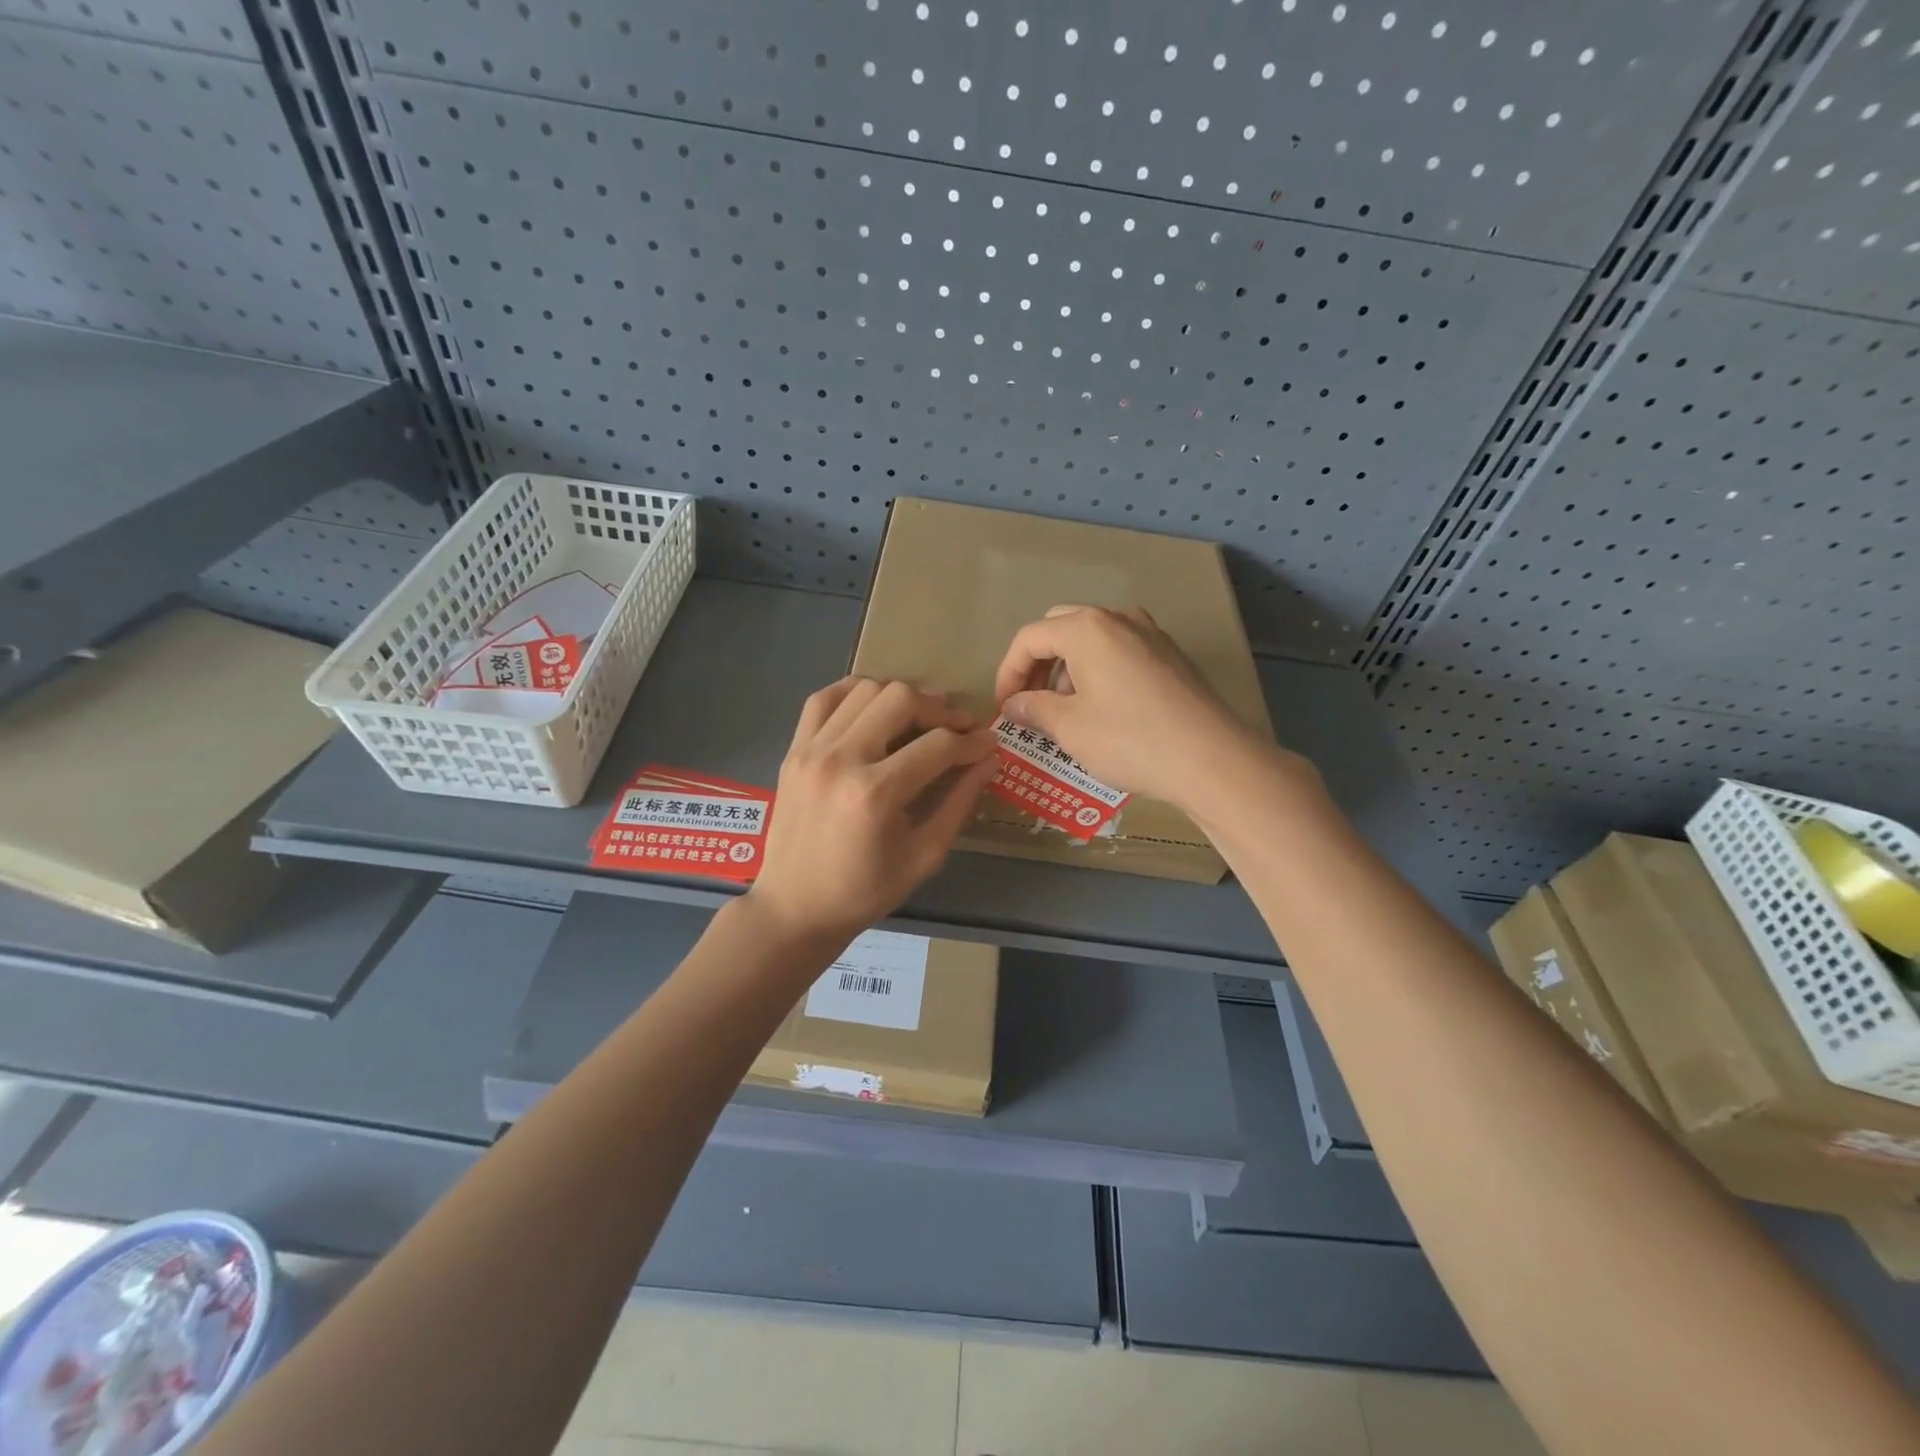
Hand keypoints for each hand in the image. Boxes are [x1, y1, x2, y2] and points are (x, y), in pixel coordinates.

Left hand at [749, 677, 999, 943]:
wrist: (794, 907)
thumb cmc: (864, 891)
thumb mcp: (924, 856)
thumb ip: (959, 803)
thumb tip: (989, 760)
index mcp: (875, 794)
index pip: (938, 746)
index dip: (972, 742)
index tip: (989, 743)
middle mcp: (841, 759)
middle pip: (900, 699)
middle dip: (939, 709)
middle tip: (957, 727)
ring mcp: (811, 749)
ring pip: (865, 689)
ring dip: (900, 696)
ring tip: (919, 717)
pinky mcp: (794, 749)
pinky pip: (824, 698)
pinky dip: (854, 692)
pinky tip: (874, 706)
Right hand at [993, 605, 1266, 809]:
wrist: (1210, 757)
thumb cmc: (1129, 739)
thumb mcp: (1069, 727)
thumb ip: (1032, 709)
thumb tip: (1013, 705)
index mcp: (1087, 628)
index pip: (1029, 638)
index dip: (1008, 672)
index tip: (1004, 708)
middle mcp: (1118, 619)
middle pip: (1060, 629)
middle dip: (1037, 664)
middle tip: (1029, 702)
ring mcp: (1150, 634)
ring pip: (1093, 639)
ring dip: (1068, 668)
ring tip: (1064, 711)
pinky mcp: (1171, 655)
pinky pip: (1120, 652)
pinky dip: (1098, 671)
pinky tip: (1102, 709)